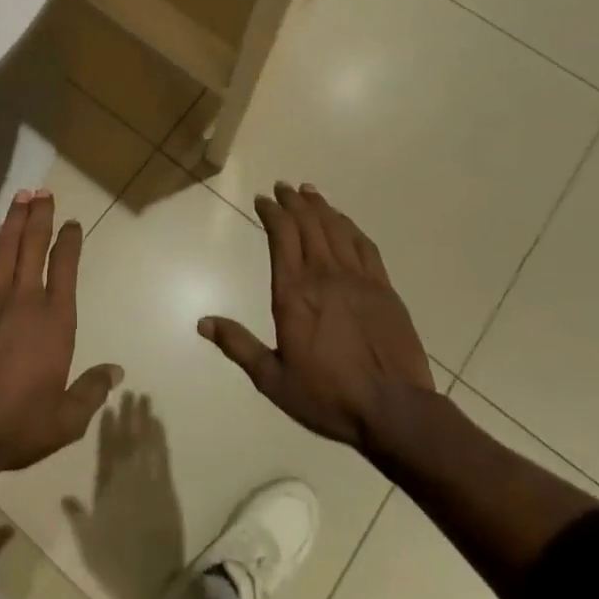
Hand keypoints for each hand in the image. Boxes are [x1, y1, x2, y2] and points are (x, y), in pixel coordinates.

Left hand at [0, 189, 122, 478]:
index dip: (69, 241)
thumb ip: (92, 391)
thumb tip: (117, 372)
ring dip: (14, 221)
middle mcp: (24, 299)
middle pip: (33, 245)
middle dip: (40, 215)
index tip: (72, 222)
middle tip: (42, 191)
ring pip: (5, 248)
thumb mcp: (66, 419)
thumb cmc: (18, 425)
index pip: (65, 267)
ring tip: (21, 198)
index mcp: (55, 320)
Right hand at [200, 183, 436, 448]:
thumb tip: (202, 323)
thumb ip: (238, 346)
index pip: (281, 235)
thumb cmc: (328, 396)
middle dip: (292, 201)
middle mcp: (324, 274)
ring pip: (335, 228)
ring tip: (308, 192)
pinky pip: (364, 244)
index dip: (271, 212)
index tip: (262, 200)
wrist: (395, 410)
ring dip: (319, 206)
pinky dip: (350, 226)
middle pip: (307, 223)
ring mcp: (358, 278)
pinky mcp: (384, 287)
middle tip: (282, 187)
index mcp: (293, 292)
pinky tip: (344, 221)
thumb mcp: (273, 379)